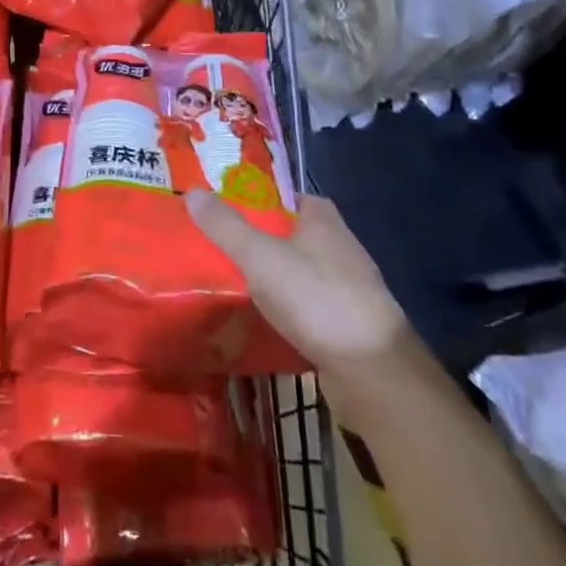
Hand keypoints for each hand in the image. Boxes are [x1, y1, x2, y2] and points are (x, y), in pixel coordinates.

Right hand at [186, 190, 411, 399]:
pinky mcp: (350, 324)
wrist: (374, 373)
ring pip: (301, 271)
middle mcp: (341, 247)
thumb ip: (225, 226)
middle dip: (261, 238)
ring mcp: (349, 288)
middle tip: (219, 245)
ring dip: (274, 275)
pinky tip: (264, 317)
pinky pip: (310, 305)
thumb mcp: (260, 256)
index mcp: (324, 220)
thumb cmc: (316, 298)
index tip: (225, 207)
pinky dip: (288, 307)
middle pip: (292, 233)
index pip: (287, 196)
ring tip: (233, 281)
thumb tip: (192, 192)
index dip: (258, 198)